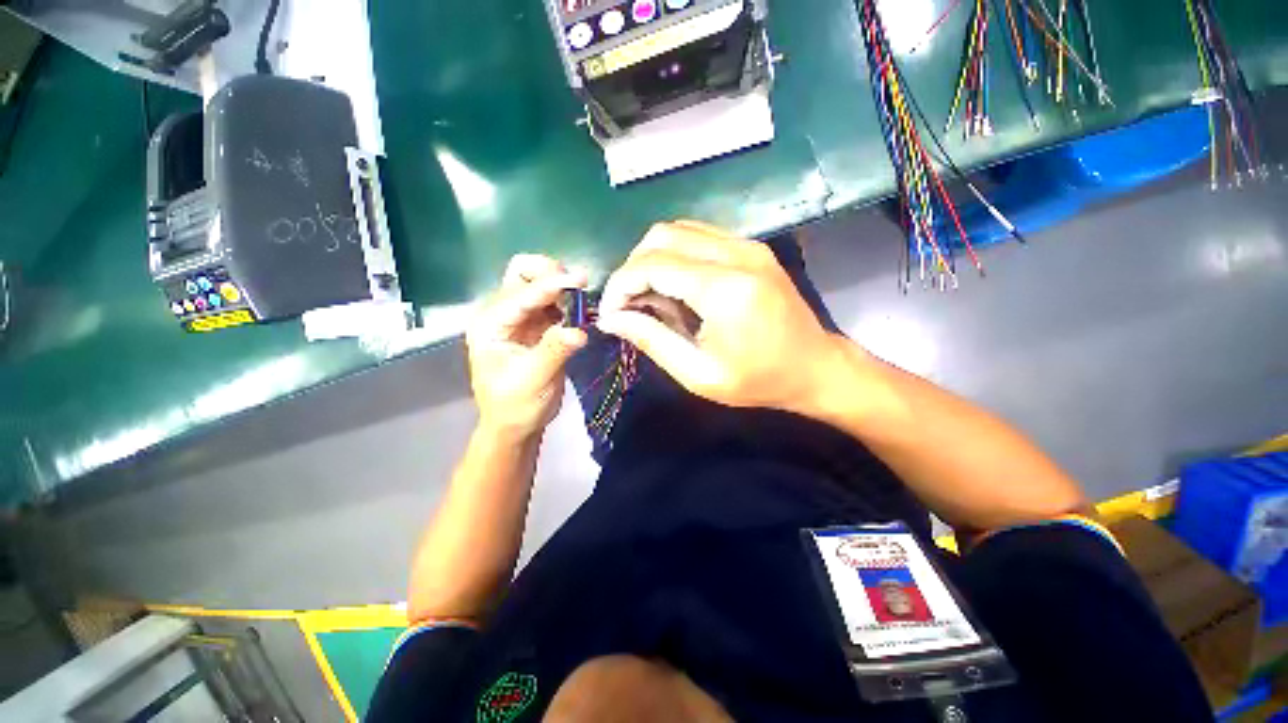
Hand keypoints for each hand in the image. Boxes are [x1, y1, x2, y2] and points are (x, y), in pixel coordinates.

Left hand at [466, 255, 588, 438]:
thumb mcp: (533, 381)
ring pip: (539, 284)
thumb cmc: (515, 406)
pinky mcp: (538, 326)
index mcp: (490, 325)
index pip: (520, 295)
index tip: (580, 279)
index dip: (550, 285)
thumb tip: (579, 330)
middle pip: (522, 274)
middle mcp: (502, 314)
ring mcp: (521, 318)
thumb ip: (554, 351)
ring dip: (561, 285)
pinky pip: (554, 303)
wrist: (516, 424)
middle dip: (550, 273)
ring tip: (582, 297)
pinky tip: (580, 310)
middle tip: (578, 284)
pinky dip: (568, 300)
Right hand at [596, 221, 856, 414]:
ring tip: (649, 296)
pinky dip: (675, 255)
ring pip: (678, 229)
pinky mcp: (752, 247)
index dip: (620, 285)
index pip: (652, 265)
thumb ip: (652, 340)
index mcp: (725, 289)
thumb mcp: (699, 374)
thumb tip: (611, 318)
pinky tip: (675, 286)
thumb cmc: (758, 381)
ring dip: (652, 258)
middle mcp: (736, 254)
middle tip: (628, 304)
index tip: (610, 313)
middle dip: (632, 267)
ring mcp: (747, 245)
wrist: (816, 367)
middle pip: (661, 235)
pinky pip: (699, 235)